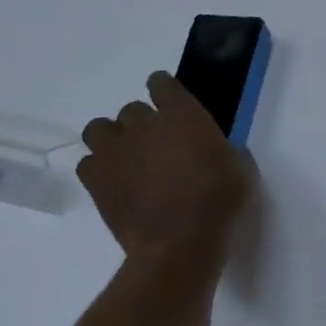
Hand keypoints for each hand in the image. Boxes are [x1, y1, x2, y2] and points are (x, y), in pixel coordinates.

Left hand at [80, 72, 256, 285]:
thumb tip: (216, 148)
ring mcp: (116, 152)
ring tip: (127, 157)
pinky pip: (87, 164)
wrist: (179, 242)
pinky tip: (114, 182)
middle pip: (131, 109)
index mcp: (182, 113)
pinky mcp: (96, 182)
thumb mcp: (238, 166)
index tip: (171, 102)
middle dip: (142, 123)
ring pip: (98, 129)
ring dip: (112, 138)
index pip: (161, 83)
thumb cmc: (219, 199)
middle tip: (156, 143)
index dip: (164, 90)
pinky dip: (98, 168)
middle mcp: (144, 125)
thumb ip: (222, 147)